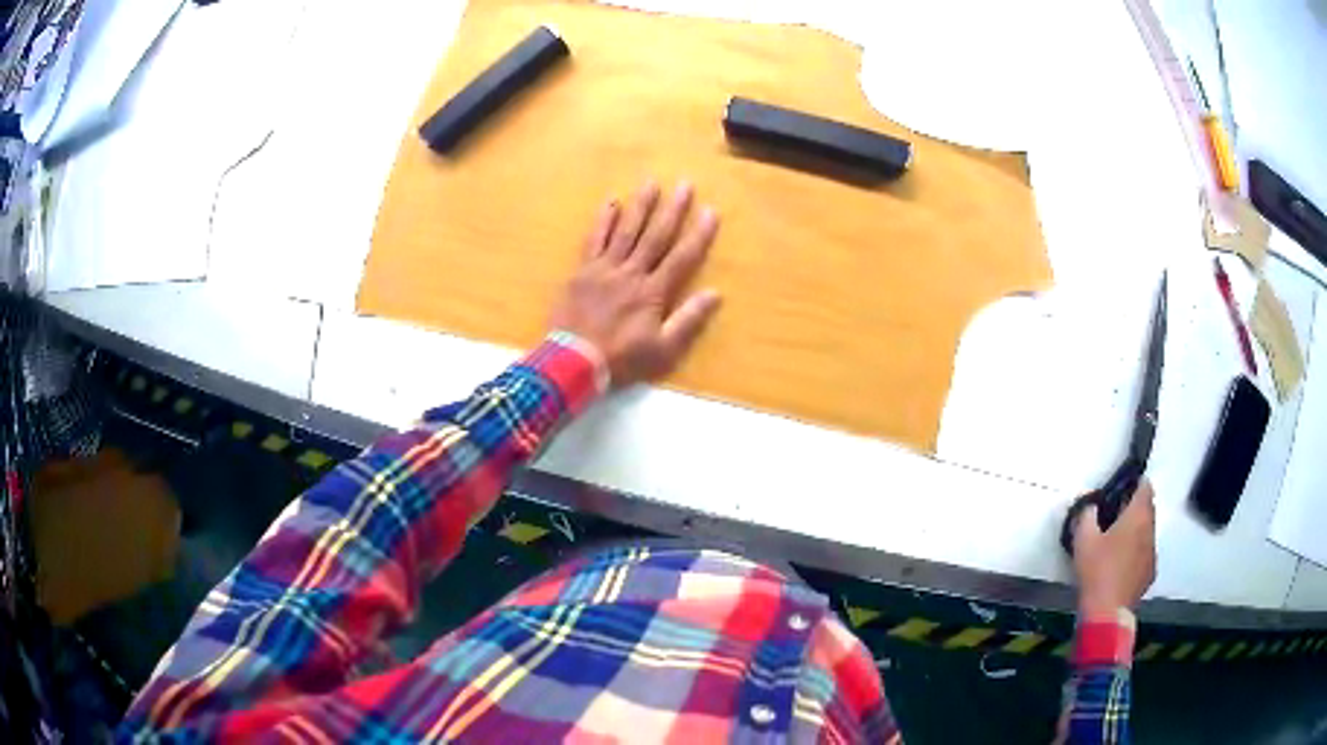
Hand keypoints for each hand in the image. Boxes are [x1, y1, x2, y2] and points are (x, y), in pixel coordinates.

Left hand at [548, 180, 721, 387]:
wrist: (572, 361)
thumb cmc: (620, 359)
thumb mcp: (662, 349)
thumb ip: (688, 320)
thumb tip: (715, 294)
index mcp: (653, 292)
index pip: (682, 257)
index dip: (699, 234)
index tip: (711, 211)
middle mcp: (631, 273)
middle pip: (656, 236)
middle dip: (673, 209)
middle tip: (685, 184)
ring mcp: (604, 269)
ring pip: (626, 231)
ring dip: (640, 206)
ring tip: (651, 182)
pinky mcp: (582, 271)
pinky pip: (594, 240)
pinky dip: (604, 220)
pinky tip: (612, 202)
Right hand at [1072, 480, 1156, 617]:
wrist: (1107, 613)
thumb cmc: (1097, 571)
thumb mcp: (1083, 540)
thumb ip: (1086, 515)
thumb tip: (1090, 504)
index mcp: (1137, 515)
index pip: (1145, 486)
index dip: (1135, 484)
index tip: (1121, 490)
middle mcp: (1150, 529)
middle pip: (1147, 509)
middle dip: (1134, 508)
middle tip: (1114, 516)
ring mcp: (1152, 552)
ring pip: (1147, 532)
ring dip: (1136, 532)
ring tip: (1116, 543)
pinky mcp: (1150, 573)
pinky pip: (1145, 554)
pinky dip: (1136, 553)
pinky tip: (1121, 566)